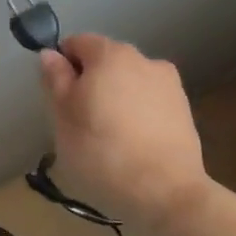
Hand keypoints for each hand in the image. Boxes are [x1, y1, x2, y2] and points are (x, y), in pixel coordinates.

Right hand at [39, 32, 212, 230]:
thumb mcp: (62, 115)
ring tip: (108, 137)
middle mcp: (143, 59)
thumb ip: (55, 79)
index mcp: (110, 54)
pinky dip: (137, 115)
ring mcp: (169, 85)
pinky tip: (132, 145)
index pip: (76, 43)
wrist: (166, 193)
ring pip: (128, 83)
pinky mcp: (185, 112)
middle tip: (79, 121)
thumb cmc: (102, 150)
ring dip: (115, 99)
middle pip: (105, 61)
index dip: (62, 66)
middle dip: (90, 82)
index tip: (58, 99)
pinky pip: (149, 103)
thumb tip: (51, 54)